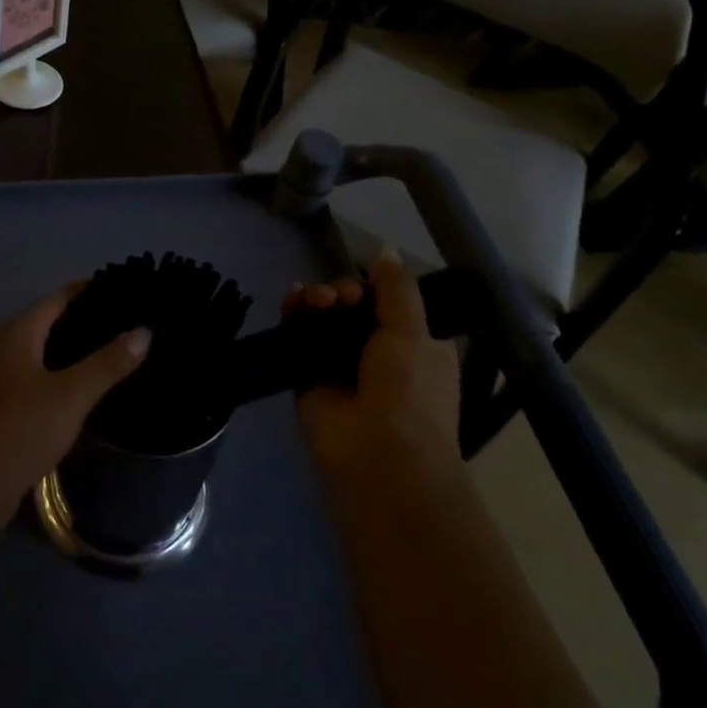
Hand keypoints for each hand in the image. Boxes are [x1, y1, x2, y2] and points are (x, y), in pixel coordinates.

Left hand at [0, 285, 150, 538]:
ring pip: (45, 352)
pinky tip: (89, 388)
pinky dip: (64, 375)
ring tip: (118, 351)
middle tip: (131, 322)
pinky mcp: (2, 407)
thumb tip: (144, 330)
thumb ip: (107, 363)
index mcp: (18, 333)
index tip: (126, 290)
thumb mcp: (71, 395)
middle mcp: (5, 347)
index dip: (91, 290)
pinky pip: (40, 378)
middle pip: (51, 322)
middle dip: (88, 320)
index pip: (59, 297)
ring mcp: (0, 378)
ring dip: (77, 350)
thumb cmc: (19, 431)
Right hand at [286, 248, 461, 473]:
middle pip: (351, 306)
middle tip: (338, 298)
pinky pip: (298, 337)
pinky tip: (292, 300)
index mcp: (414, 345)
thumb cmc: (410, 392)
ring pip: (323, 318)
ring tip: (317, 302)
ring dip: (318, 300)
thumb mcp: (413, 332)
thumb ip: (396, 288)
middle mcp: (377, 354)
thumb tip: (384, 249)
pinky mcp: (308, 376)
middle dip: (342, 292)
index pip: (388, 302)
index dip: (372, 287)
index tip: (364, 283)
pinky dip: (294, 315)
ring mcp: (340, 365)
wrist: (378, 457)